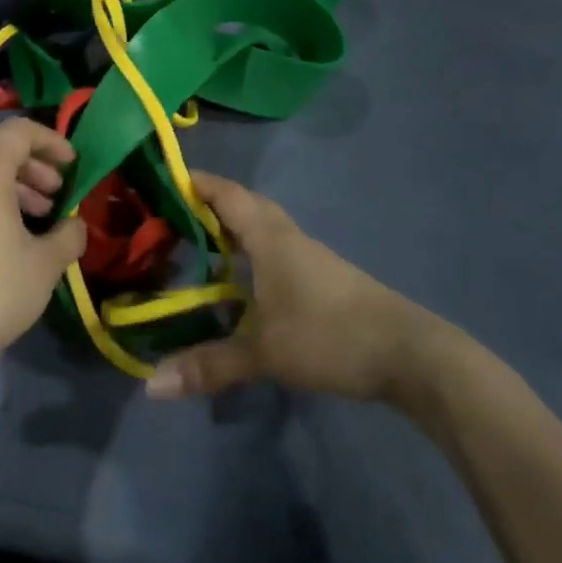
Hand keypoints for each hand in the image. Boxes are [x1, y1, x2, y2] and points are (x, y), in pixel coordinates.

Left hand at [0, 119, 87, 366]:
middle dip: (28, 157)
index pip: (17, 130)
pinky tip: (11, 232)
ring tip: (40, 213)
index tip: (72, 163)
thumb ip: (68, 235)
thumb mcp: (45, 264)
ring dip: (11, 179)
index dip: (49, 139)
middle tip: (54, 187)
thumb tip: (75, 225)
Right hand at [146, 172, 462, 403]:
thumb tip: (152, 385)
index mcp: (270, 238)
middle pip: (246, 204)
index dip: (197, 182)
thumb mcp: (264, 353)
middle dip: (211, 202)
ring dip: (234, 227)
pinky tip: (243, 280)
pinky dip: (252, 252)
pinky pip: (277, 249)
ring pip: (264, 227)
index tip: (164, 177)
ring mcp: (310, 257)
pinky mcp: (323, 278)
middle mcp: (289, 237)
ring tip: (201, 243)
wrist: (408, 353)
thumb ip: (210, 365)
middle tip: (174, 212)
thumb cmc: (330, 336)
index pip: (227, 194)